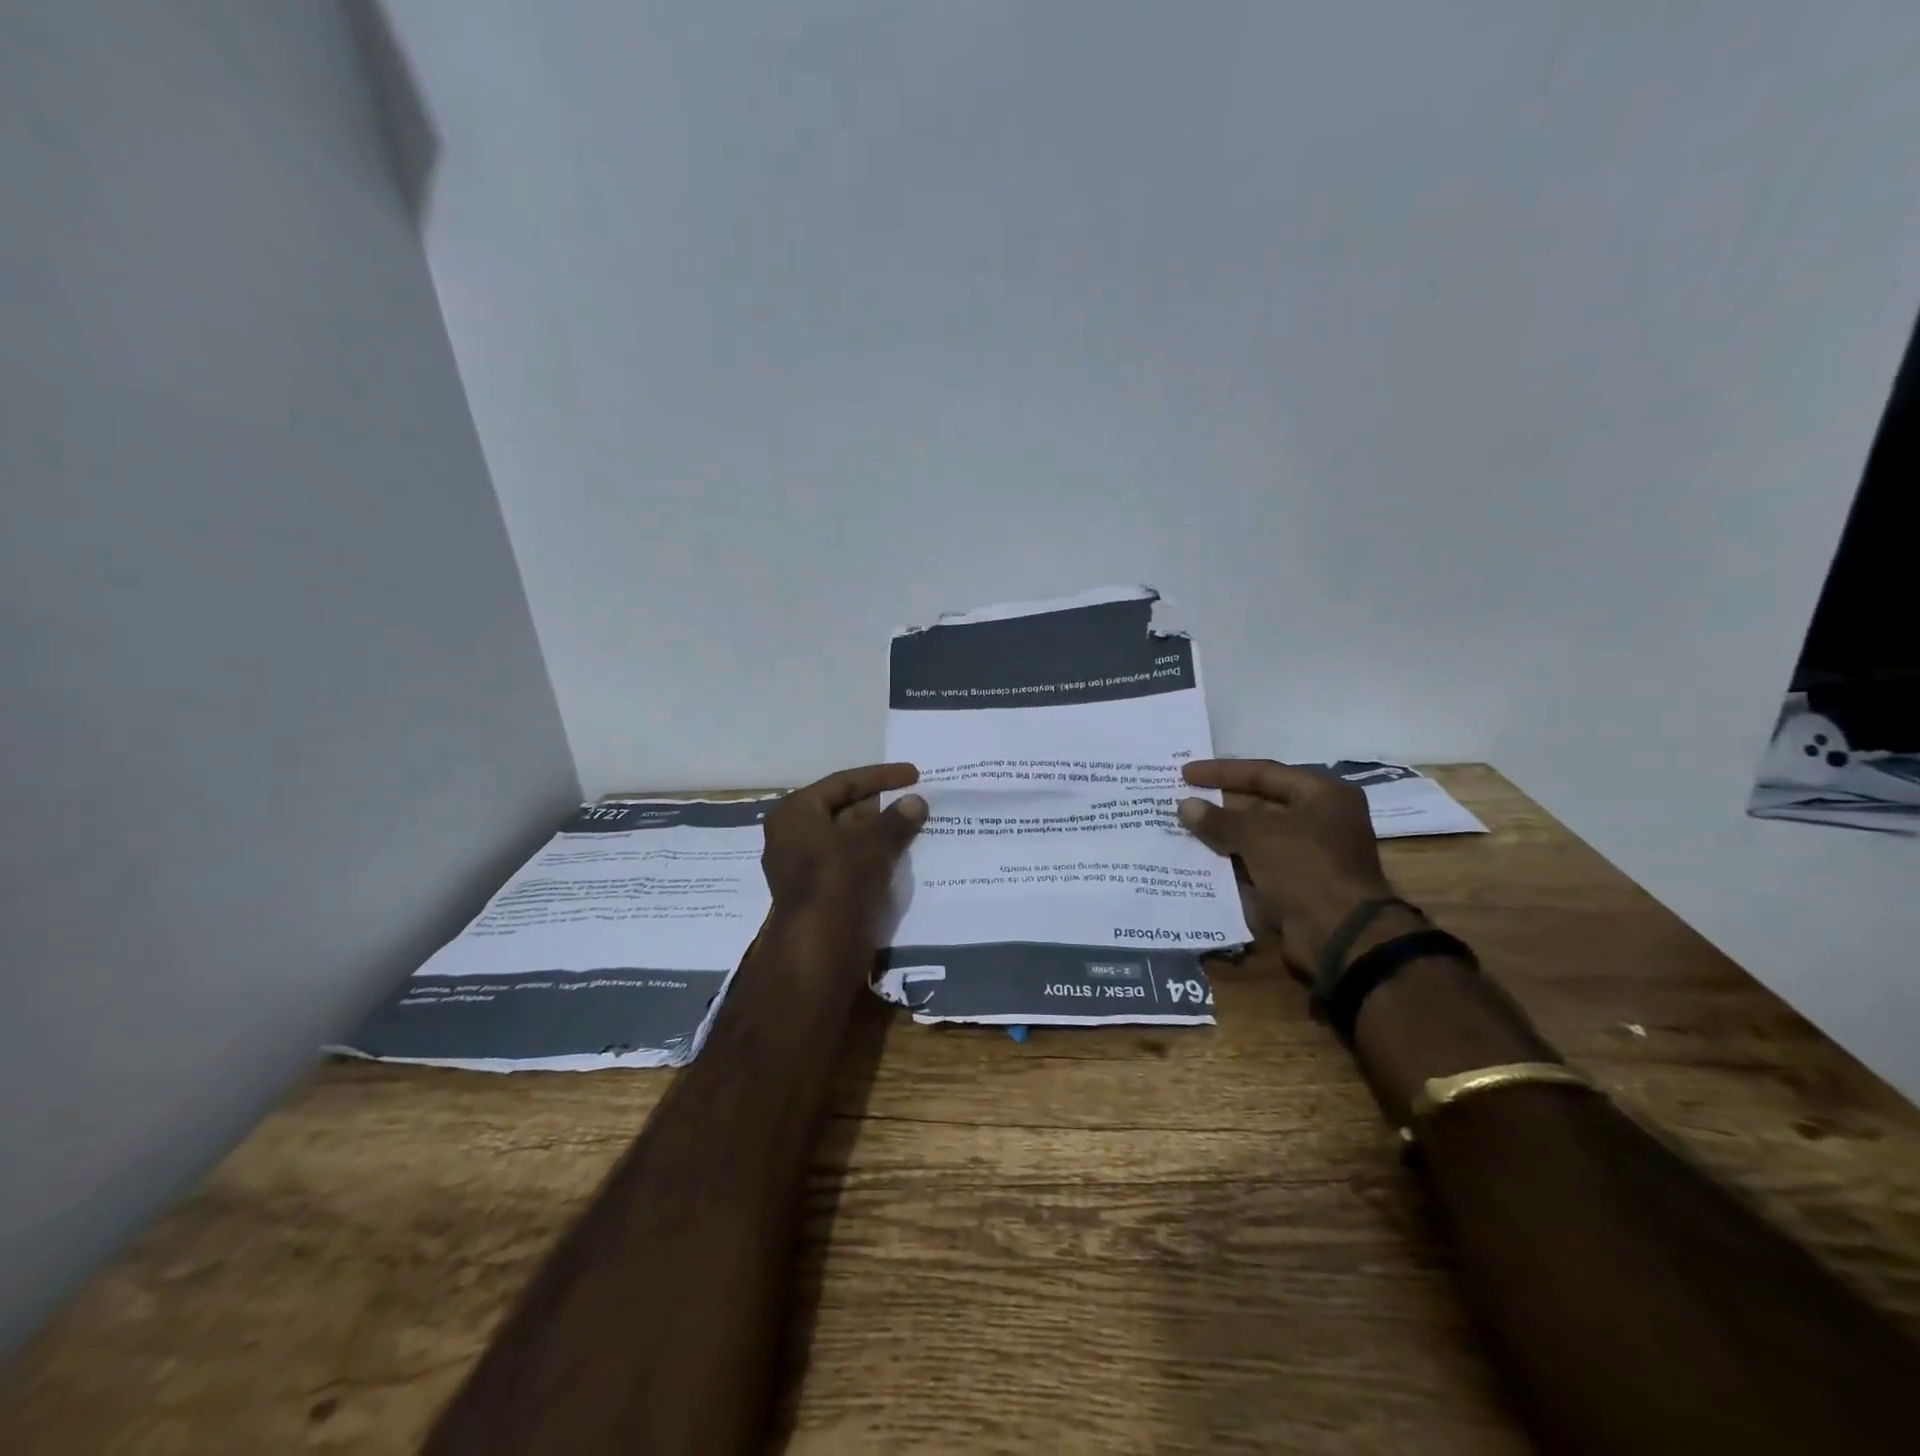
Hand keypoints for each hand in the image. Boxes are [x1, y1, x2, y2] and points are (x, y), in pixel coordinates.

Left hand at [762, 763, 927, 922]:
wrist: (820, 948)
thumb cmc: (839, 879)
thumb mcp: (873, 842)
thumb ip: (896, 819)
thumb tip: (916, 802)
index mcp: (795, 813)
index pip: (843, 783)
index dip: (881, 776)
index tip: (914, 774)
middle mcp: (793, 835)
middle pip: (844, 810)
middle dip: (882, 806)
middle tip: (916, 800)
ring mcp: (804, 866)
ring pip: (849, 839)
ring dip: (881, 833)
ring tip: (916, 824)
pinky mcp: (820, 892)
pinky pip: (851, 864)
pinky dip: (875, 856)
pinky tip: (903, 854)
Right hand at [1177, 760, 1405, 972]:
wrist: (1340, 935)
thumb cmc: (1304, 867)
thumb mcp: (1256, 835)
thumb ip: (1218, 819)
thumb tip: (1185, 805)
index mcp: (1324, 795)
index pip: (1264, 772)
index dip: (1222, 772)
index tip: (1186, 773)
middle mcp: (1323, 819)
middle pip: (1262, 804)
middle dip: (1222, 805)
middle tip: (1183, 801)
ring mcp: (1313, 855)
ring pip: (1259, 837)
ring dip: (1225, 835)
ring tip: (1185, 829)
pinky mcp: (1301, 884)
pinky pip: (1260, 865)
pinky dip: (1234, 862)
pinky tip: (1201, 860)